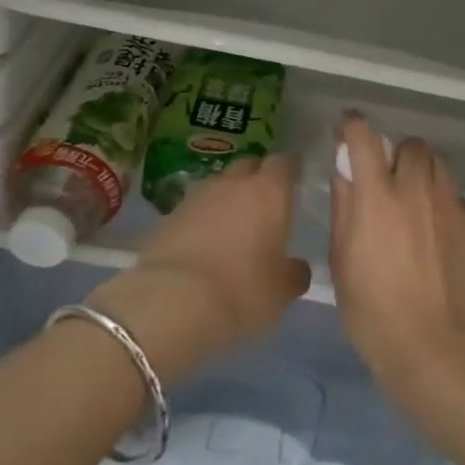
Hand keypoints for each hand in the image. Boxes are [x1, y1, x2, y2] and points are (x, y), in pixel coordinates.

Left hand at [92, 155, 310, 377]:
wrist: (170, 301)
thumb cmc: (241, 289)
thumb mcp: (281, 290)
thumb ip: (294, 273)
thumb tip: (297, 267)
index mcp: (268, 191)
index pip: (284, 162)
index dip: (291, 168)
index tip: (296, 176)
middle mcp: (232, 184)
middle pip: (248, 165)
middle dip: (257, 176)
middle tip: (265, 200)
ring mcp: (196, 197)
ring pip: (218, 186)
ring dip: (227, 198)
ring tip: (233, 224)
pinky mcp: (167, 217)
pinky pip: (193, 210)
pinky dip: (202, 220)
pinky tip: (204, 243)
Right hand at [328, 116, 464, 404]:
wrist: (432, 346)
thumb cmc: (372, 309)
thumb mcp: (342, 258)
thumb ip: (344, 205)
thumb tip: (346, 169)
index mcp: (377, 196)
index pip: (365, 138)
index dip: (354, 126)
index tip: (349, 128)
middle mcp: (416, 189)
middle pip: (411, 144)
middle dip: (397, 154)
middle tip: (388, 180)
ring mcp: (449, 205)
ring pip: (439, 163)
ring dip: (423, 170)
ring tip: (415, 199)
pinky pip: (454, 194)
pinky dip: (440, 200)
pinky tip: (434, 231)